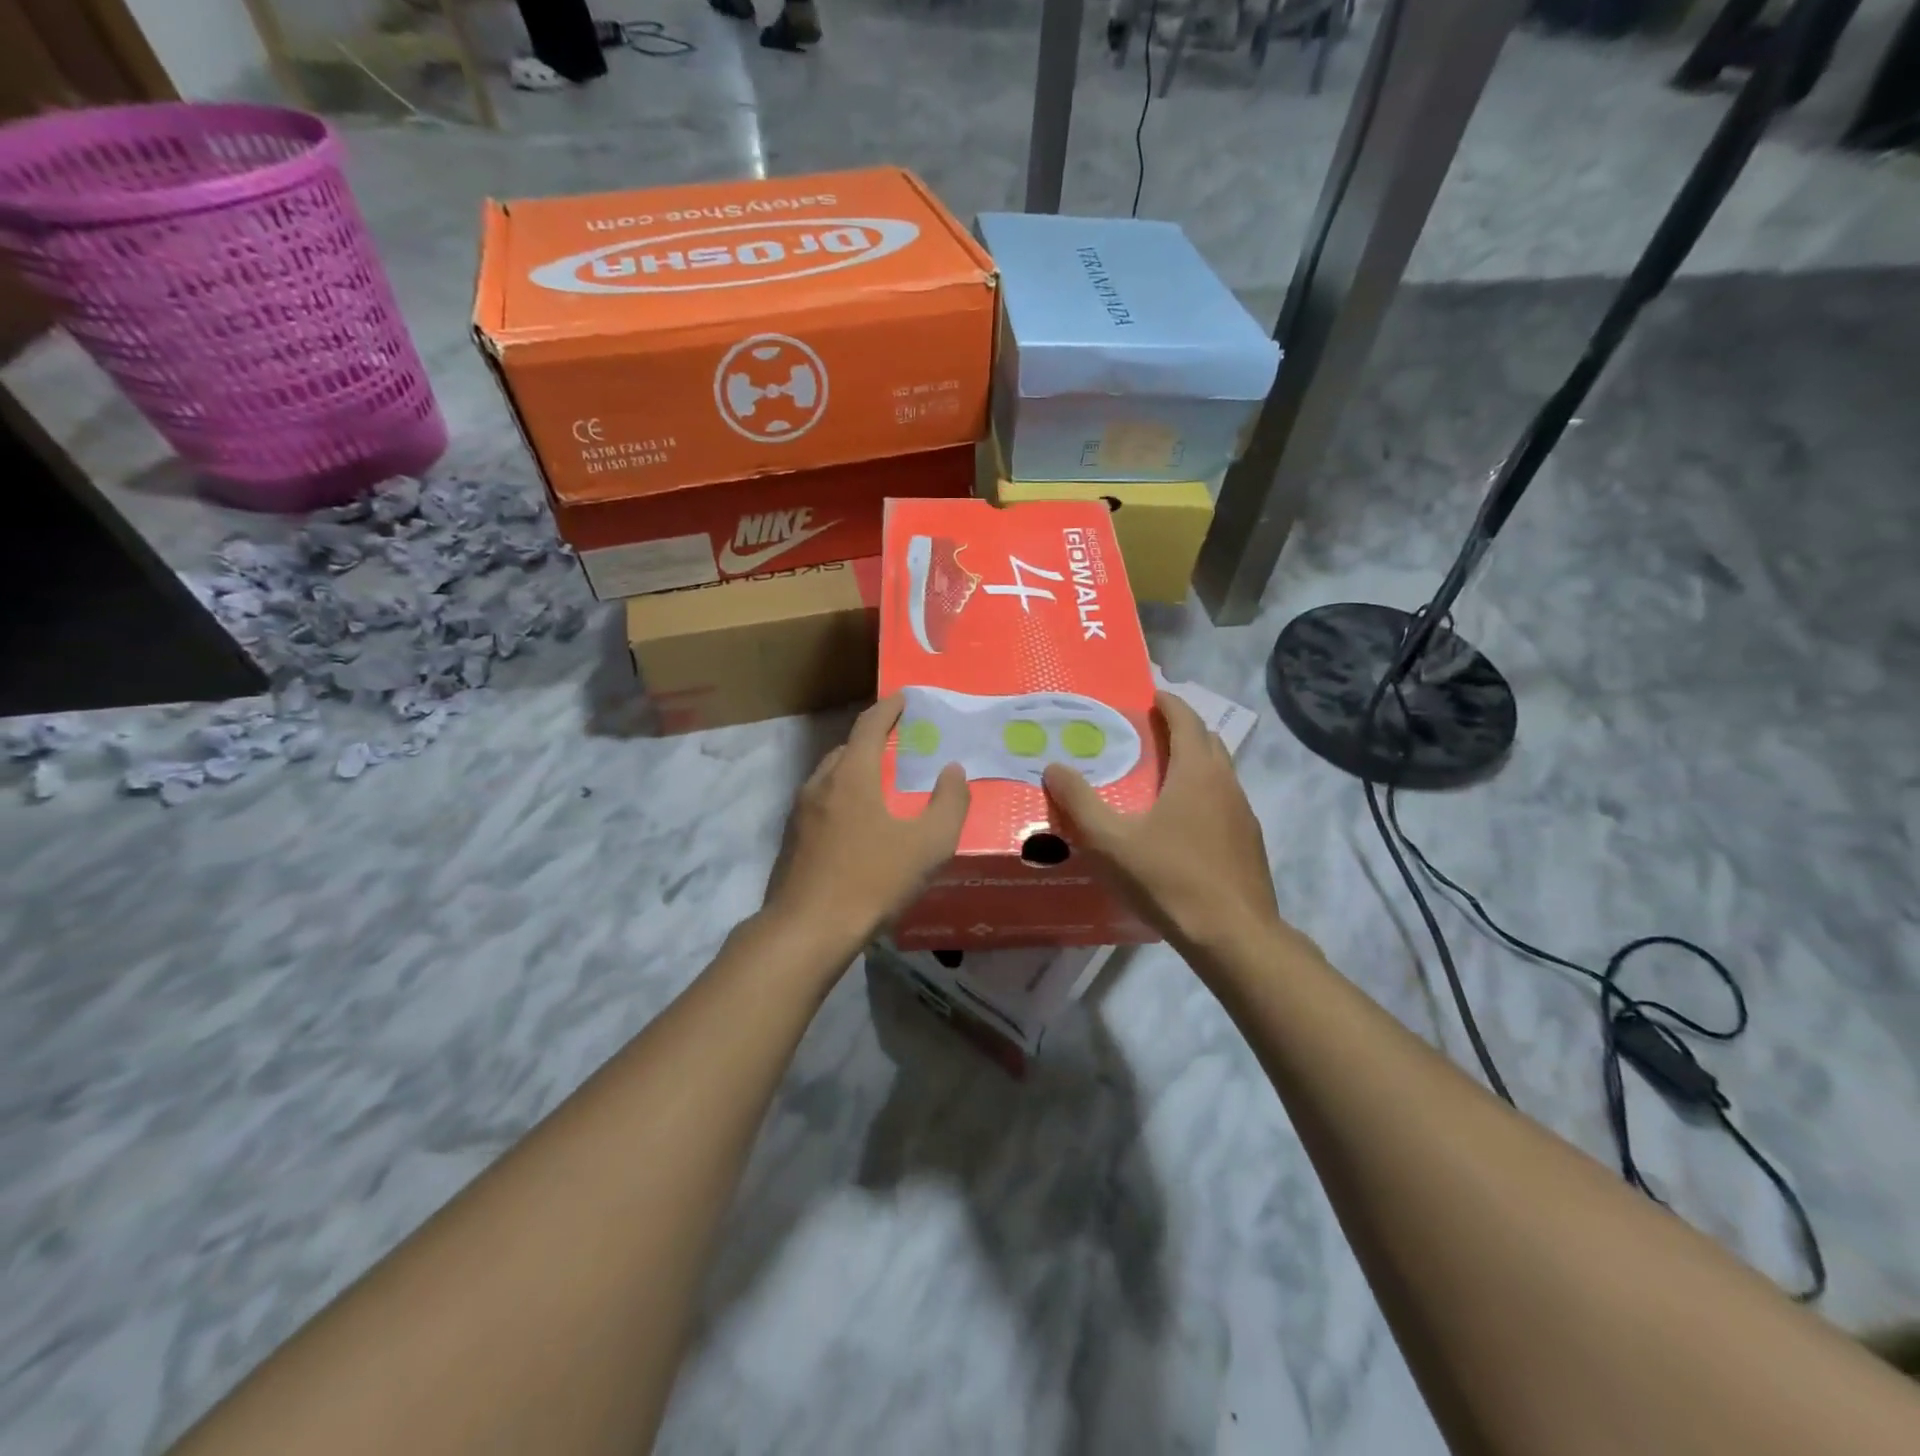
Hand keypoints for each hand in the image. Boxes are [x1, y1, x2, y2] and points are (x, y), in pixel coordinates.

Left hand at [761, 694, 969, 953]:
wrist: (808, 930)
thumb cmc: (872, 881)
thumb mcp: (928, 845)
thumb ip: (950, 804)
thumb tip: (953, 771)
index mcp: (852, 775)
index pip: (870, 725)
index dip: (889, 708)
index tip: (904, 698)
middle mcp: (821, 783)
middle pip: (848, 747)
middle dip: (873, 738)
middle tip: (899, 743)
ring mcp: (801, 811)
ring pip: (831, 775)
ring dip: (855, 768)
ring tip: (880, 782)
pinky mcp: (792, 839)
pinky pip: (821, 801)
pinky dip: (842, 795)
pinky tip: (857, 823)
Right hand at [1043, 691, 1285, 954]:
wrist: (1233, 936)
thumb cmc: (1170, 879)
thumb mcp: (1111, 842)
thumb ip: (1079, 802)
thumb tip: (1053, 766)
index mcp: (1197, 772)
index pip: (1187, 720)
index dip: (1169, 704)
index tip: (1151, 696)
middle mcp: (1226, 784)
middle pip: (1207, 741)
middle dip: (1182, 729)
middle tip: (1149, 732)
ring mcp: (1243, 814)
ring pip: (1219, 773)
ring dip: (1194, 762)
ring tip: (1161, 775)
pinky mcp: (1248, 843)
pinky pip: (1224, 802)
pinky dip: (1203, 794)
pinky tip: (1181, 823)